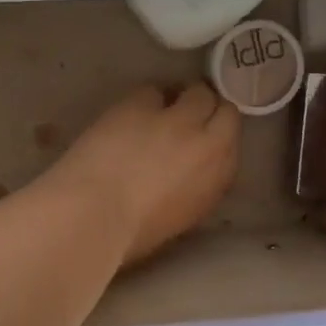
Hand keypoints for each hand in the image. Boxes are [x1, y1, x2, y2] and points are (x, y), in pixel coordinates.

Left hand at [41, 83, 240, 265]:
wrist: (93, 213)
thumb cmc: (130, 234)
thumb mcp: (178, 218)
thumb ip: (193, 189)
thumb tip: (187, 174)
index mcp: (217, 180)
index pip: (232, 141)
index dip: (216, 133)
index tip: (202, 136)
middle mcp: (208, 144)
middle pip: (223, 110)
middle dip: (207, 110)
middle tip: (185, 116)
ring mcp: (177, 119)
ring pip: (196, 92)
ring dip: (183, 98)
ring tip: (160, 109)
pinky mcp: (141, 103)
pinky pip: (153, 91)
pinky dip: (146, 99)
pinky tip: (130, 113)